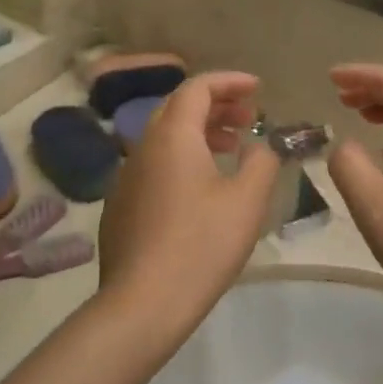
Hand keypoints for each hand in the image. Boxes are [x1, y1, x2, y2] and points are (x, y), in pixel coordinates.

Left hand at [97, 72, 277, 324]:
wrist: (143, 302)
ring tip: (232, 149)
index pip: (197, 88)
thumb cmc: (202, 244)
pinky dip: (181, 158)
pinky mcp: (120, 204)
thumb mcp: (247, 200)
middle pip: (178, 108)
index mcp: (172, 135)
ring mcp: (126, 176)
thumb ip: (262, 162)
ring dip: (199, 132)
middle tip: (250, 119)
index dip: (229, 82)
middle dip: (216, 106)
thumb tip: (262, 145)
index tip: (258, 88)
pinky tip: (201, 188)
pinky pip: (154, 164)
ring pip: (164, 137)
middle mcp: (142, 146)